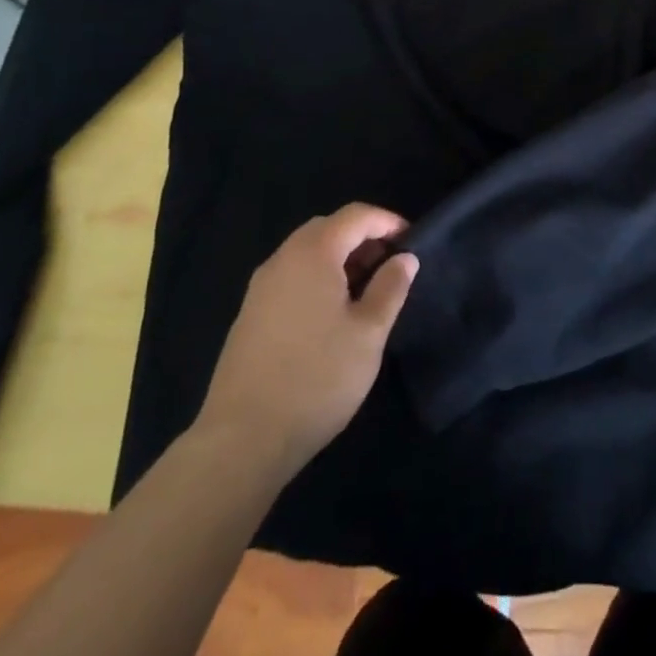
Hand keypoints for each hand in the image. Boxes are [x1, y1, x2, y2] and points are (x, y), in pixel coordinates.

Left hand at [194, 204, 418, 477]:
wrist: (243, 440)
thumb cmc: (317, 378)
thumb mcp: (368, 333)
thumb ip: (390, 288)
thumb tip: (405, 258)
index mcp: (312, 254)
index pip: (355, 215)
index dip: (387, 221)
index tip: (412, 240)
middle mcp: (282, 260)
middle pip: (328, 228)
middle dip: (362, 238)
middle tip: (390, 264)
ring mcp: (260, 288)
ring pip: (307, 253)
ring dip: (339, 259)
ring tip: (366, 290)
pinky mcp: (249, 315)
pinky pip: (291, 277)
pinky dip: (317, 278)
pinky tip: (332, 314)